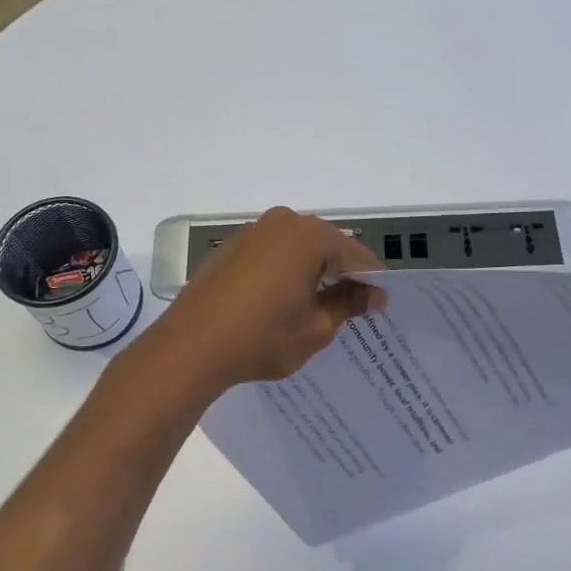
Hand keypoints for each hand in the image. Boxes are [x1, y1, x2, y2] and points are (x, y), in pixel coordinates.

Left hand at [139, 207, 385, 396]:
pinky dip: (287, 271)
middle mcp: (282, 223)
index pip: (356, 255)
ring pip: (299, 248)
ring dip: (314, 270)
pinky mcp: (231, 247)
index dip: (371, 281)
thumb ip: (348, 305)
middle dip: (342, 272)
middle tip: (355, 305)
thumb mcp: (316, 327)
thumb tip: (373, 295)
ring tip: (320, 305)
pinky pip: (273, 253)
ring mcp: (253, 232)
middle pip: (327, 245)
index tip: (380, 305)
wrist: (190, 348)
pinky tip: (285, 300)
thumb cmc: (261, 337)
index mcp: (309, 237)